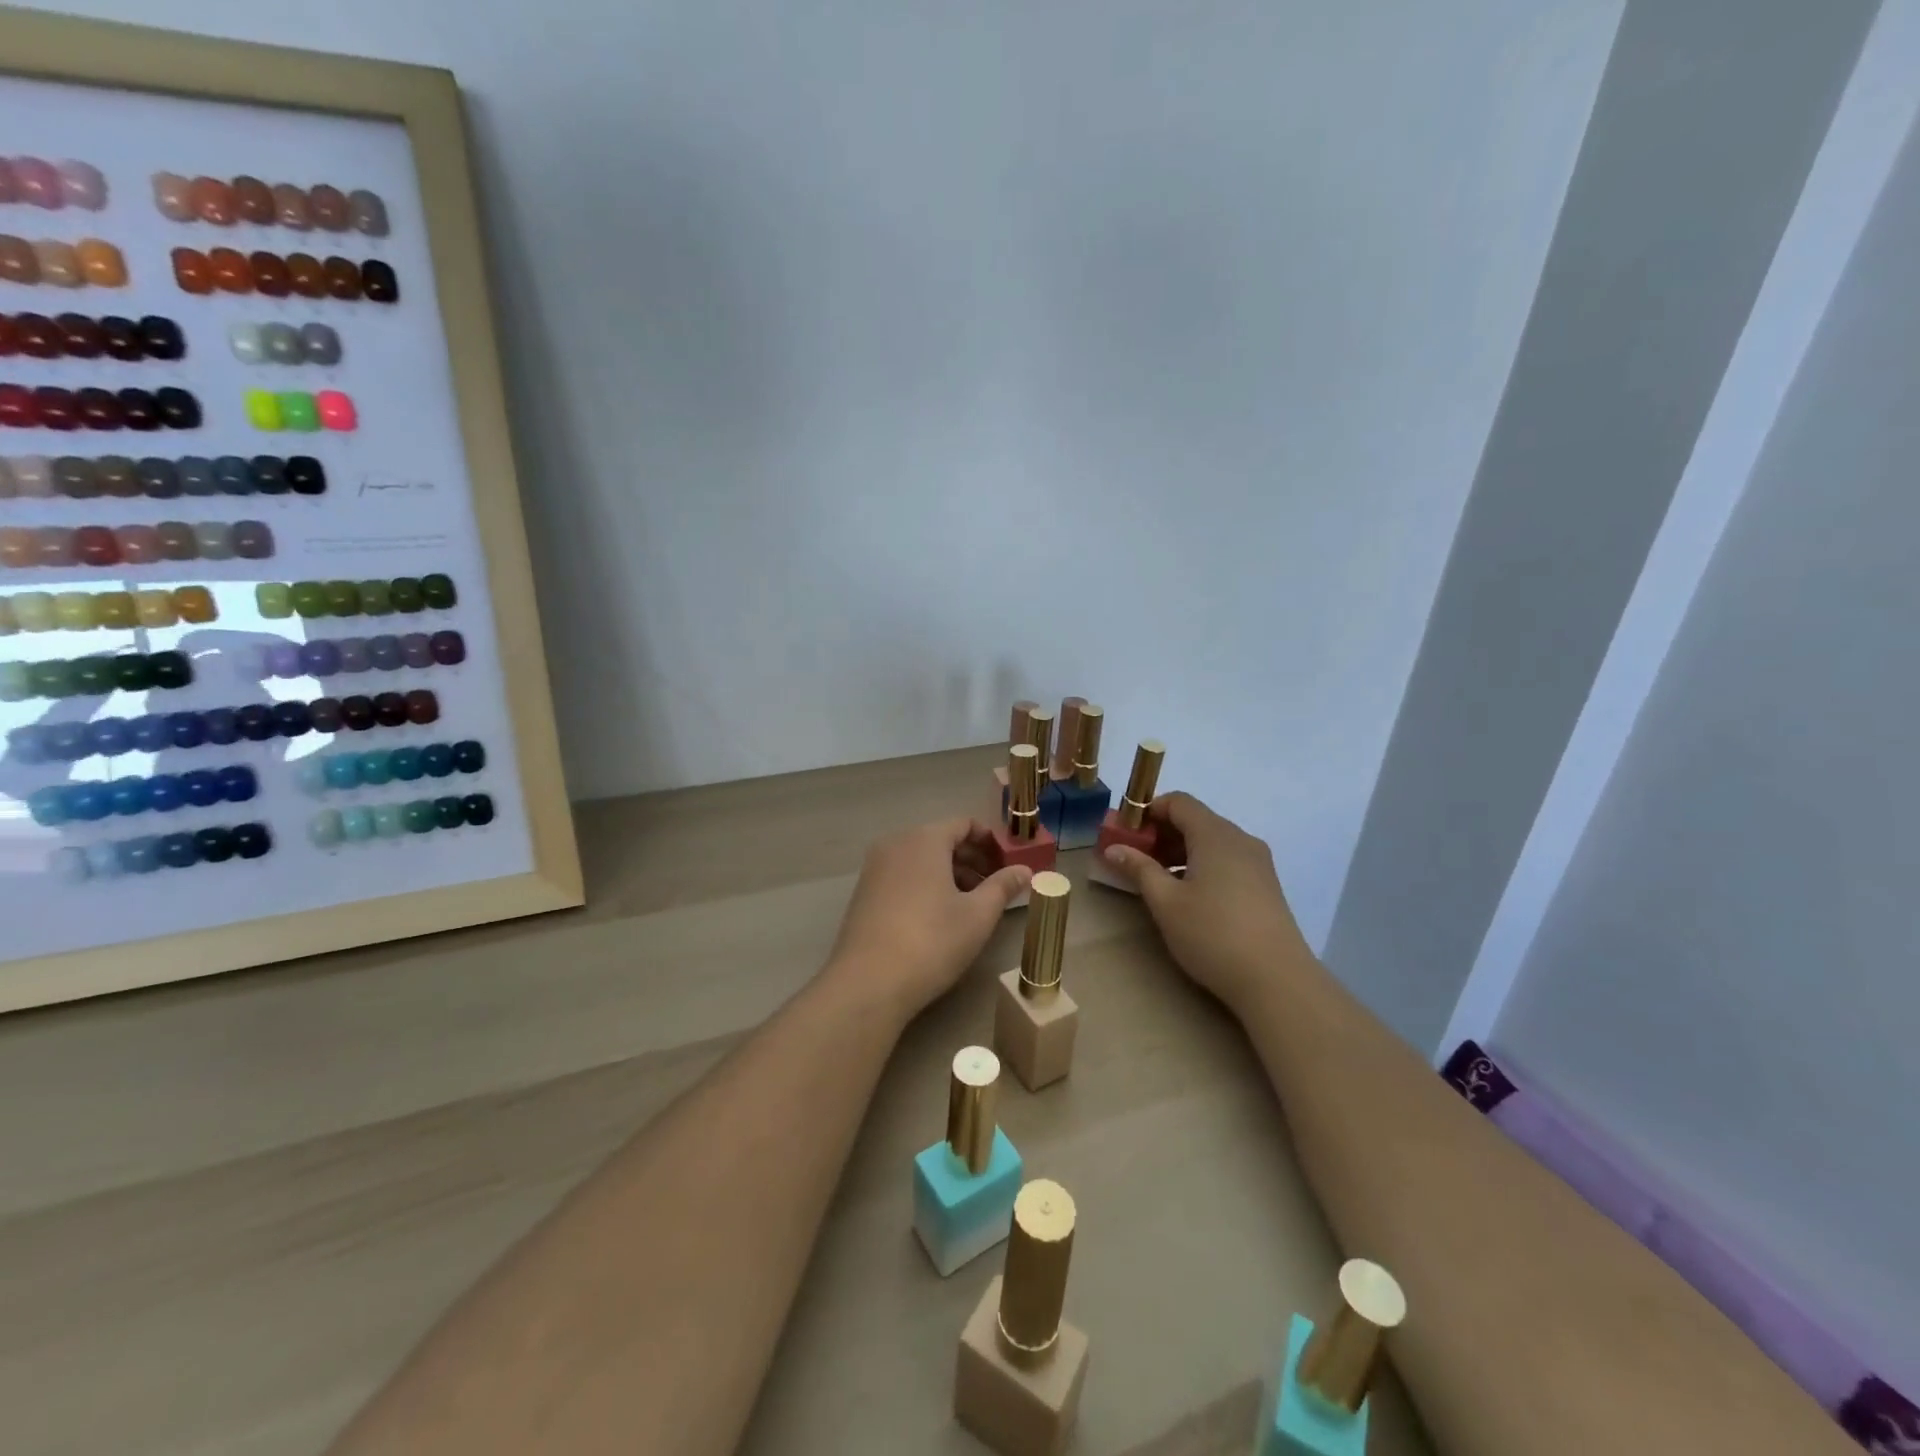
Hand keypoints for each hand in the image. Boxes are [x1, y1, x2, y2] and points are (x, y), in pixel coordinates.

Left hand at [825, 817, 1031, 1020]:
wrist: (868, 982)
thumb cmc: (932, 941)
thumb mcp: (978, 915)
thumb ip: (1003, 887)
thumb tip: (1026, 870)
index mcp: (924, 839)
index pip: (964, 824)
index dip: (990, 841)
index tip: (1008, 865)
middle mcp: (896, 843)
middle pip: (941, 839)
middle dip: (972, 859)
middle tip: (996, 887)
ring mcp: (875, 867)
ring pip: (921, 859)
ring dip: (950, 874)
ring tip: (972, 904)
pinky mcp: (864, 892)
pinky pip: (903, 875)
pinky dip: (926, 884)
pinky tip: (939, 916)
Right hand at [1100, 792, 1313, 1007]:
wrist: (1277, 981)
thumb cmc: (1213, 934)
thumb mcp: (1166, 902)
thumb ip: (1138, 869)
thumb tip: (1113, 848)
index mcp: (1215, 835)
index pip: (1178, 802)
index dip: (1147, 811)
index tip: (1125, 835)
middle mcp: (1240, 839)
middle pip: (1195, 819)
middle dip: (1161, 833)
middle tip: (1134, 859)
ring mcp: (1257, 862)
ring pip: (1211, 841)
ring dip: (1180, 851)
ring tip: (1157, 881)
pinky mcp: (1265, 885)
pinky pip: (1227, 860)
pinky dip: (1201, 865)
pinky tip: (1189, 896)